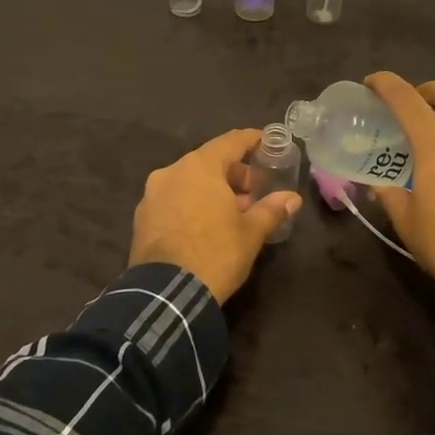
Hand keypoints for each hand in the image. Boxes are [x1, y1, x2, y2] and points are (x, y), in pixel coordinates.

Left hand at [130, 129, 302, 302]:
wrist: (166, 294)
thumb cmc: (215, 253)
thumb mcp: (251, 233)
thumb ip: (271, 209)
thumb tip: (292, 198)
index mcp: (199, 167)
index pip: (230, 142)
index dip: (251, 140)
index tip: (266, 142)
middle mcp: (172, 172)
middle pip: (208, 161)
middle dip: (234, 173)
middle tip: (254, 191)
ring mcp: (152, 194)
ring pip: (189, 181)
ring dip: (212, 190)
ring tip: (232, 213)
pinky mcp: (142, 217)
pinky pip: (173, 200)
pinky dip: (192, 203)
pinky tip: (206, 225)